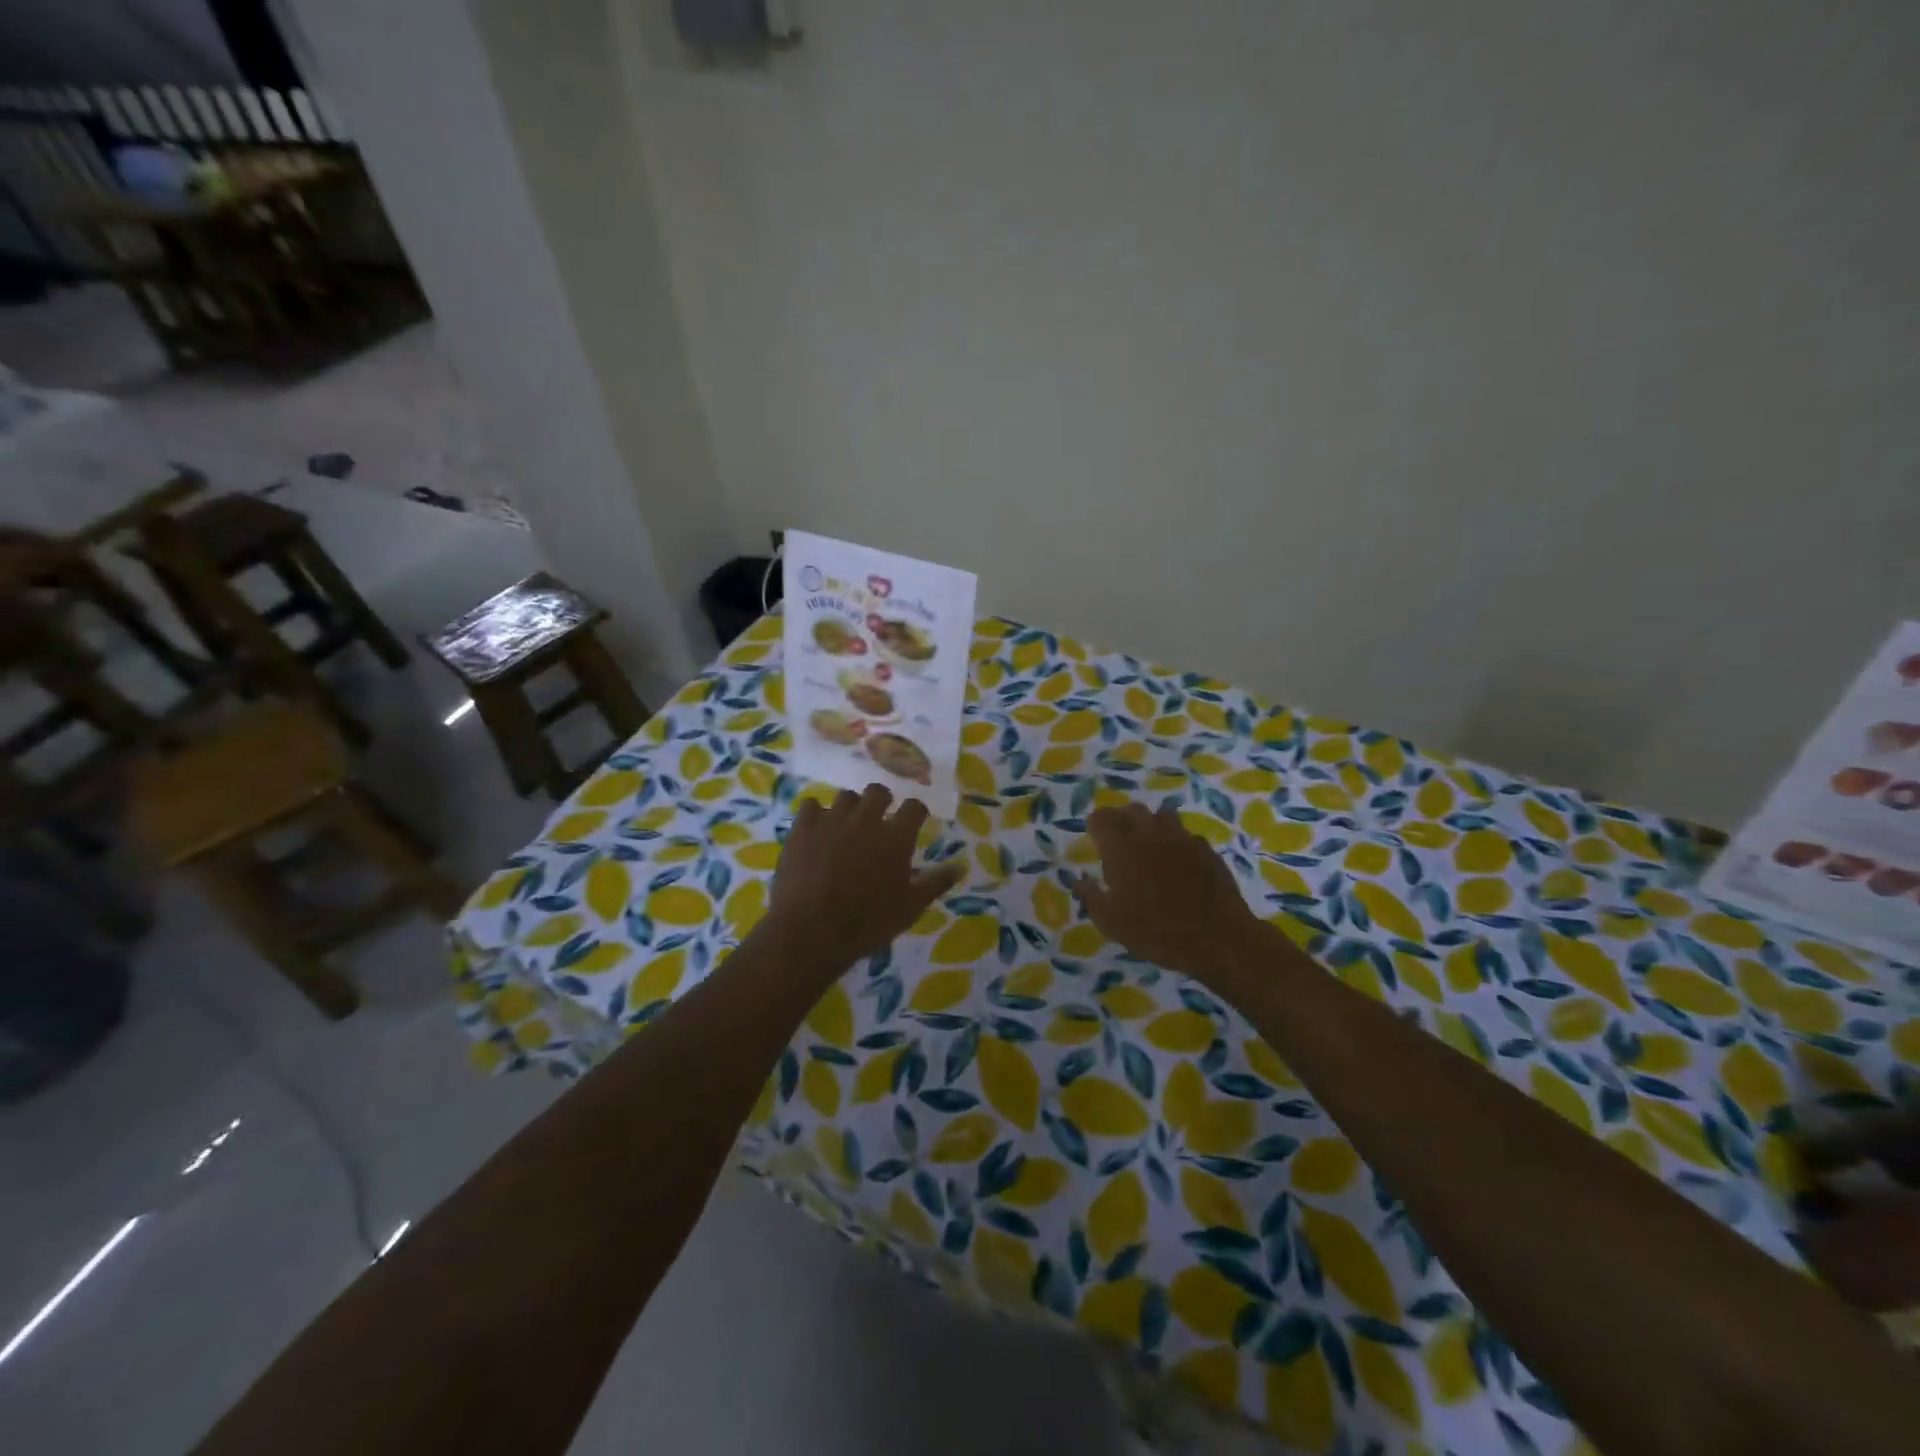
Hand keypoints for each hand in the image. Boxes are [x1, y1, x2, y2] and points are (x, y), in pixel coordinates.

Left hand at [763, 785, 963, 971]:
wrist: (810, 932)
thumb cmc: (867, 923)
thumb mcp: (910, 908)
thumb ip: (936, 882)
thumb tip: (960, 866)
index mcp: (896, 837)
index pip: (914, 807)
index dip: (916, 812)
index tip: (914, 821)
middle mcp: (866, 819)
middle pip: (878, 791)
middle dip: (882, 801)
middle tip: (879, 819)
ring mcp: (832, 820)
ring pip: (845, 797)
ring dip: (851, 807)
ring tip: (847, 825)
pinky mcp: (803, 827)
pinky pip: (812, 805)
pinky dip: (817, 814)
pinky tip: (817, 830)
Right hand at [1071, 802, 1259, 979]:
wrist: (1218, 939)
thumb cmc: (1156, 932)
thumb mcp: (1111, 923)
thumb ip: (1090, 896)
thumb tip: (1078, 880)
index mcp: (1122, 847)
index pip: (1101, 818)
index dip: (1095, 826)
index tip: (1094, 839)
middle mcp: (1151, 833)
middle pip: (1131, 810)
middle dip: (1121, 819)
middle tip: (1118, 841)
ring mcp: (1182, 838)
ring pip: (1161, 816)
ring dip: (1150, 825)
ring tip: (1148, 846)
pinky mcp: (1206, 849)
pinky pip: (1185, 835)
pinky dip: (1176, 842)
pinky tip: (1177, 863)